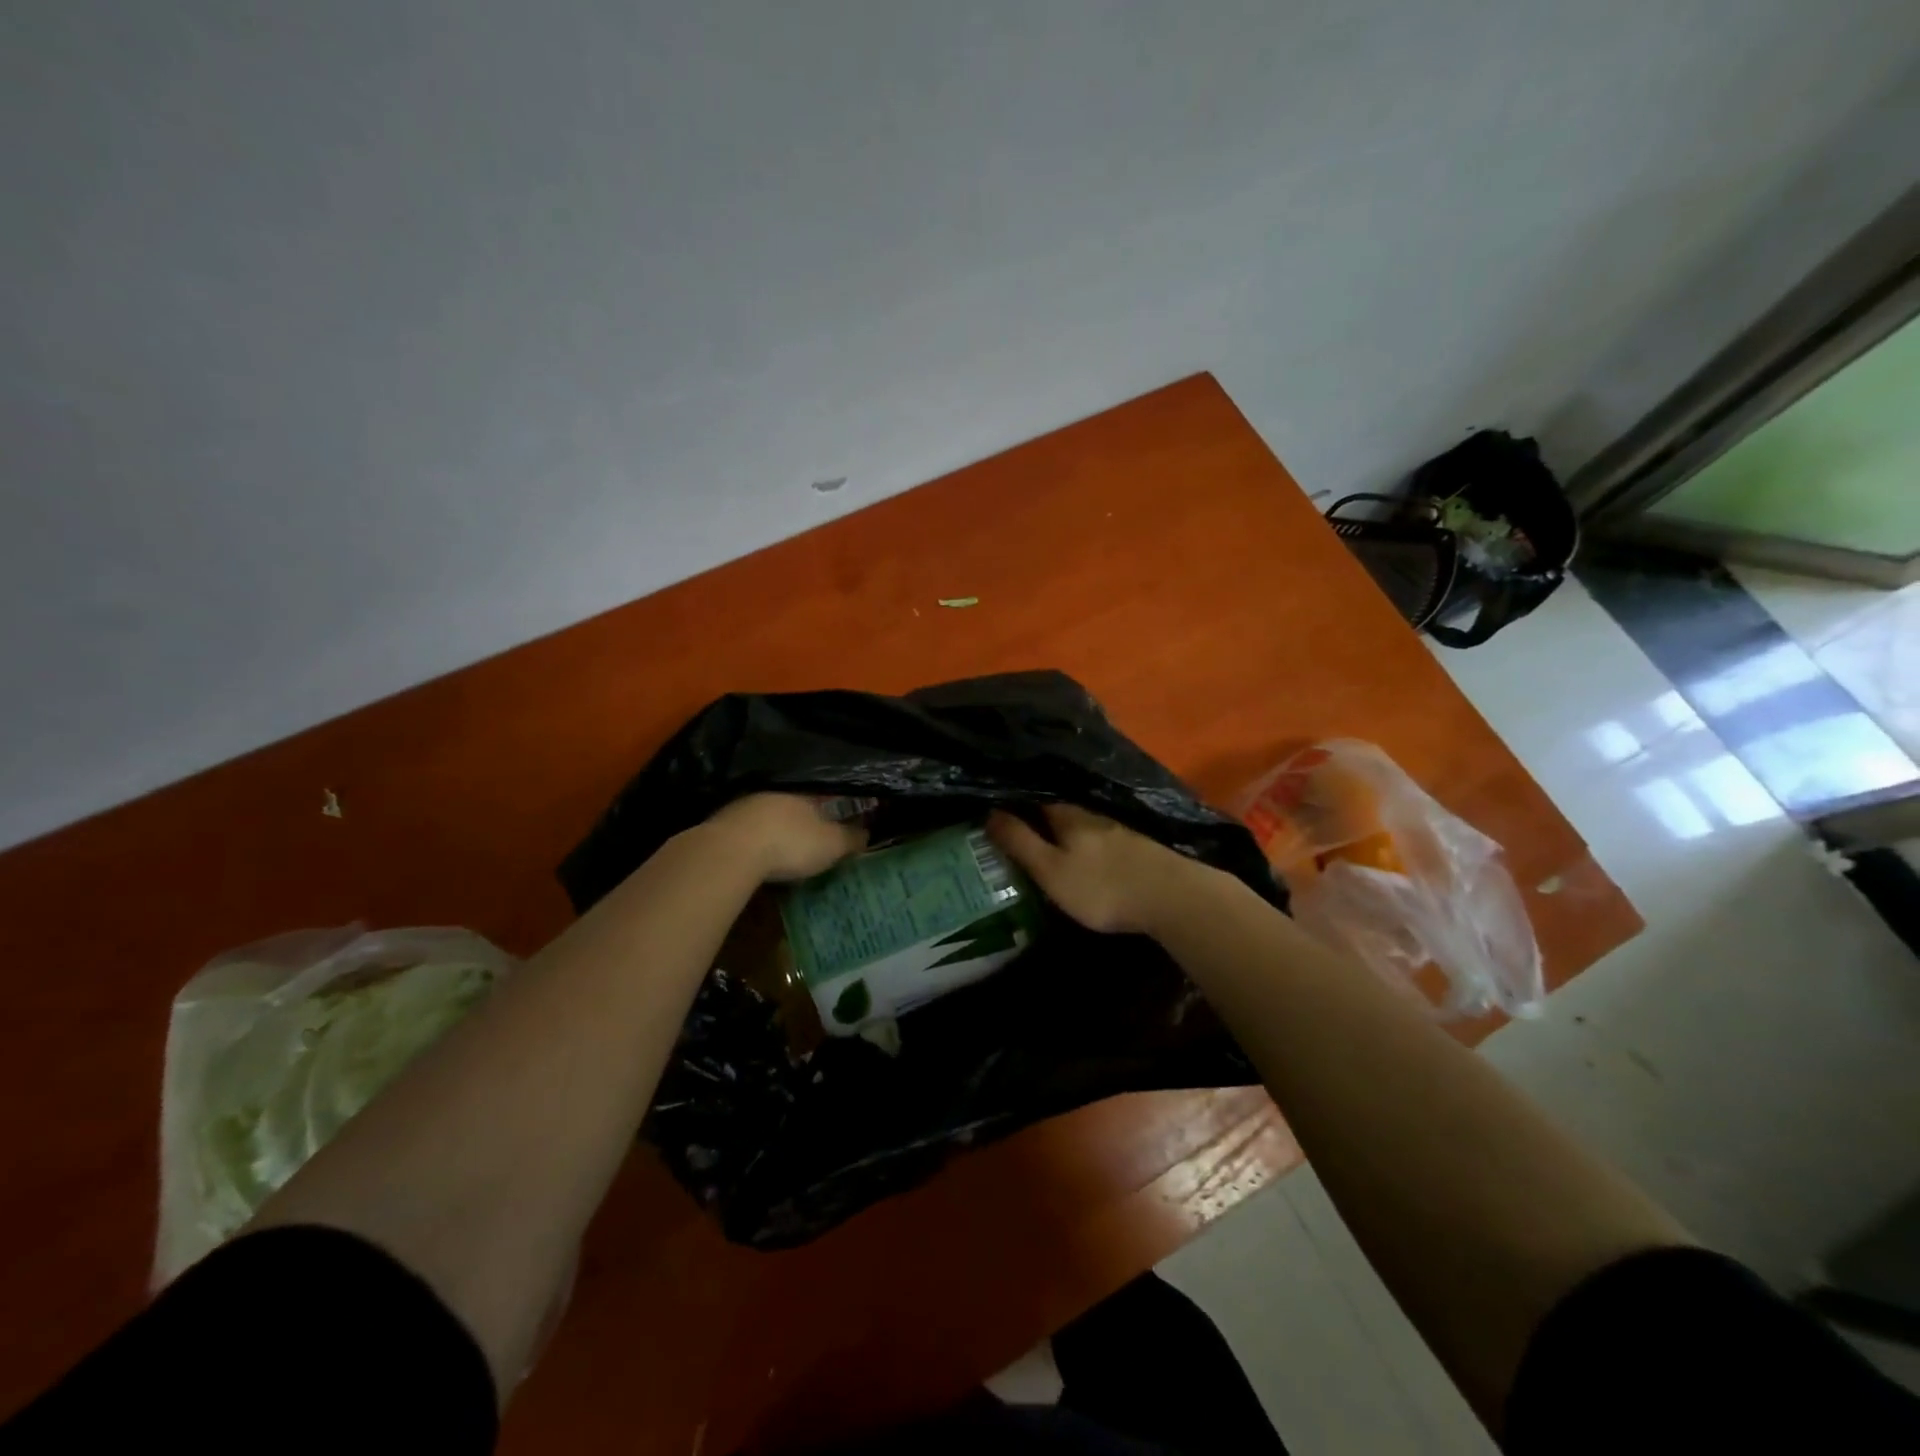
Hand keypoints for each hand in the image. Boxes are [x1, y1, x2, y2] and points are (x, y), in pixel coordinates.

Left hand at [704, 793, 868, 882]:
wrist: (731, 851)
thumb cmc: (791, 842)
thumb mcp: (831, 844)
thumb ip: (851, 838)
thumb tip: (868, 833)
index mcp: (803, 793)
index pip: (822, 797)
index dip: (831, 811)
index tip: (835, 825)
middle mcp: (773, 793)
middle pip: (791, 806)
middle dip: (799, 822)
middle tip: (807, 842)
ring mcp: (743, 807)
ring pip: (765, 818)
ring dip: (772, 832)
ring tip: (779, 853)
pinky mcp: (720, 825)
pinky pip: (744, 833)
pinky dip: (751, 844)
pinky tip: (754, 859)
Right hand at [985, 803, 1212, 934]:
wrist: (1174, 898)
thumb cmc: (1103, 887)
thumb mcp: (1051, 870)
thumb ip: (1021, 842)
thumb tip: (989, 813)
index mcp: (1067, 816)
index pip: (1034, 800)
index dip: (1015, 806)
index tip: (995, 815)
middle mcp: (1093, 815)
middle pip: (1058, 811)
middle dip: (1039, 820)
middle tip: (1018, 834)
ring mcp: (1119, 830)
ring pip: (1082, 826)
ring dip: (1064, 833)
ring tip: (1047, 847)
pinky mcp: (1138, 848)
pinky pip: (1101, 840)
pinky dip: (1087, 846)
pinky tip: (1086, 858)